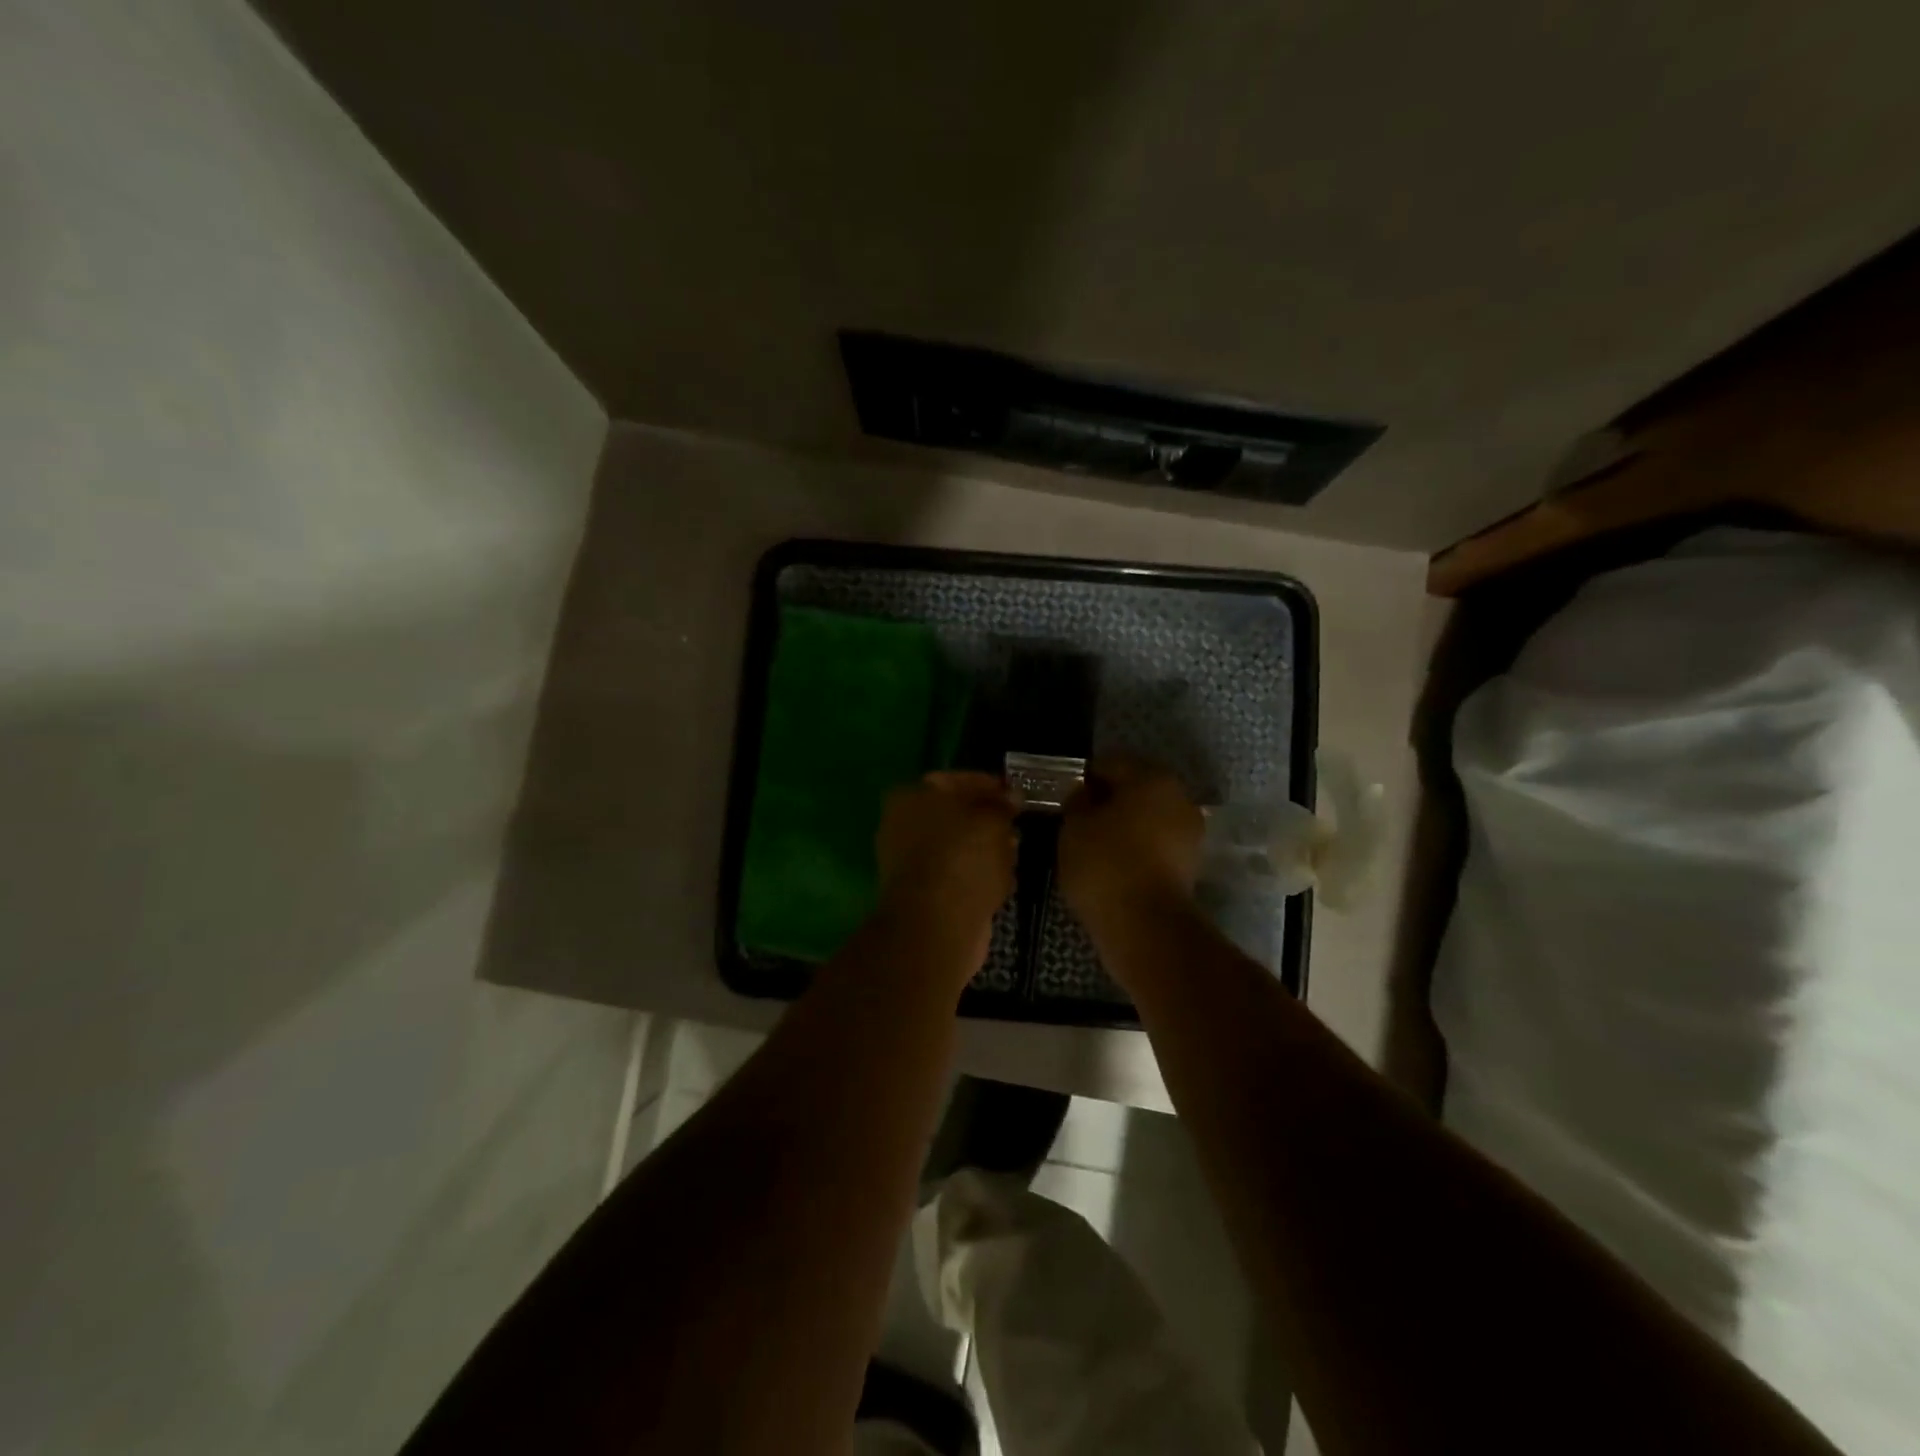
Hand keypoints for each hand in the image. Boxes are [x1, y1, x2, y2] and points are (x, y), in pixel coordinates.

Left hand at [875, 771, 1018, 977]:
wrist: (937, 925)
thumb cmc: (962, 858)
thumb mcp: (991, 819)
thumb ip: (1002, 803)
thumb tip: (1011, 796)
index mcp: (910, 797)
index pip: (954, 780)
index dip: (988, 784)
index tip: (1016, 793)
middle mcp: (902, 826)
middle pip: (954, 815)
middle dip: (988, 819)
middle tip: (1017, 823)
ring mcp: (910, 863)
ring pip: (957, 846)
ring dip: (986, 847)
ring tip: (1015, 851)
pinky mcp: (923, 894)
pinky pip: (957, 874)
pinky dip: (978, 874)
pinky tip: (1003, 879)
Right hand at [1058, 756, 1203, 932]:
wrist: (1144, 923)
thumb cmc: (1104, 863)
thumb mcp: (1074, 825)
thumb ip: (1077, 801)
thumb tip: (1086, 794)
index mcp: (1151, 777)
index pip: (1110, 764)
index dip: (1084, 779)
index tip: (1066, 799)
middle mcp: (1178, 796)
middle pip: (1134, 789)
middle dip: (1108, 802)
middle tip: (1078, 823)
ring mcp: (1189, 831)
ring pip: (1146, 817)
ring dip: (1124, 826)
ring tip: (1094, 847)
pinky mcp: (1190, 863)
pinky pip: (1155, 844)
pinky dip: (1136, 849)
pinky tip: (1114, 866)